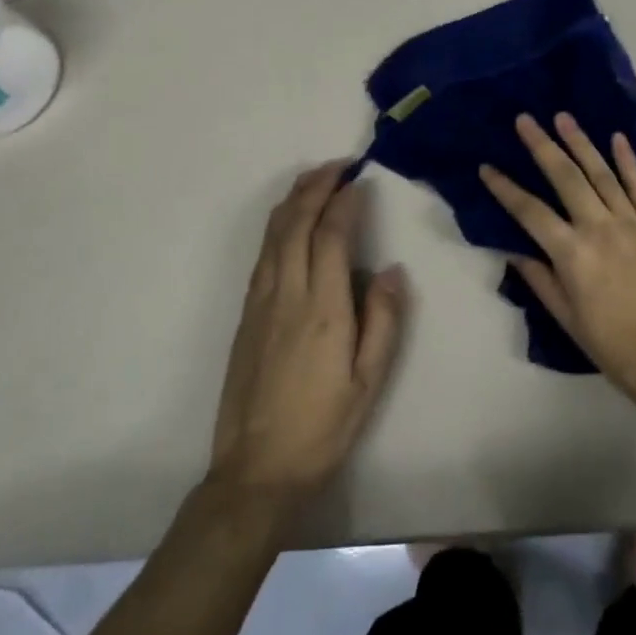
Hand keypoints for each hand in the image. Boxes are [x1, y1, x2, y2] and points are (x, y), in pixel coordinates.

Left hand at [207, 164, 407, 513]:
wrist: (256, 470)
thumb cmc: (323, 426)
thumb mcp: (369, 381)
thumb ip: (384, 320)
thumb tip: (390, 268)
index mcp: (323, 308)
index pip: (332, 236)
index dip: (346, 202)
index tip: (361, 180)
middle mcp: (287, 294)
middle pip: (297, 223)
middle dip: (317, 186)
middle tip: (339, 164)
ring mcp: (260, 302)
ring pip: (274, 234)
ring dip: (295, 199)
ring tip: (315, 178)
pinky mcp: (246, 314)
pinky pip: (263, 253)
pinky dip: (278, 224)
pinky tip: (289, 220)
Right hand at [480, 114, 635, 411]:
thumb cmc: (617, 349)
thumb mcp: (568, 321)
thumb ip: (541, 280)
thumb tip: (514, 250)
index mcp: (573, 255)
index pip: (530, 212)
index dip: (505, 188)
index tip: (486, 167)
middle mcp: (600, 229)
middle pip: (566, 178)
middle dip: (542, 146)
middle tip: (524, 119)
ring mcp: (632, 224)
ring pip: (602, 173)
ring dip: (581, 142)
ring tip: (563, 117)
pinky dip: (629, 161)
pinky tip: (617, 138)